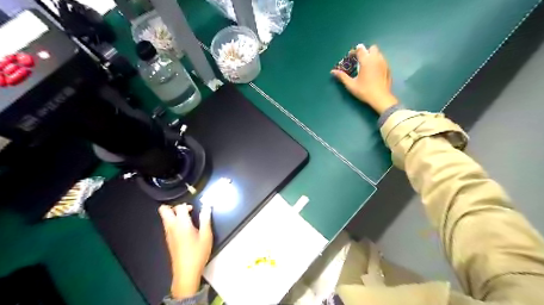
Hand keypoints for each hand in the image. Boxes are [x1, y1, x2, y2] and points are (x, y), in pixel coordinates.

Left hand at [158, 203, 211, 297]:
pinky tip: (185, 229)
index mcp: (181, 223)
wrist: (186, 272)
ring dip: (174, 214)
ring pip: (165, 218)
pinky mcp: (168, 240)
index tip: (195, 209)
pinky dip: (174, 222)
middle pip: (164, 210)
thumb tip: (207, 206)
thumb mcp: (206, 235)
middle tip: (186, 210)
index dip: (187, 205)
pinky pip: (167, 225)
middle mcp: (171, 227)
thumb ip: (205, 219)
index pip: (179, 207)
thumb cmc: (198, 252)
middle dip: (174, 206)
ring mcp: (168, 234)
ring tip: (188, 219)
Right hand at [329, 43, 397, 112]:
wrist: (380, 98)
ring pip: (378, 54)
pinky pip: (382, 61)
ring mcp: (384, 63)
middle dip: (366, 52)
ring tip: (366, 67)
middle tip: (360, 61)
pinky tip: (373, 73)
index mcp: (366, 61)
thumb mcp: (351, 85)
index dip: (354, 51)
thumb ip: (342, 76)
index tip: (351, 57)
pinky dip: (377, 63)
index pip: (360, 49)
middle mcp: (376, 58)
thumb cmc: (364, 91)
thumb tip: (332, 71)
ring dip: (372, 57)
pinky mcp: (388, 68)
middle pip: (372, 48)